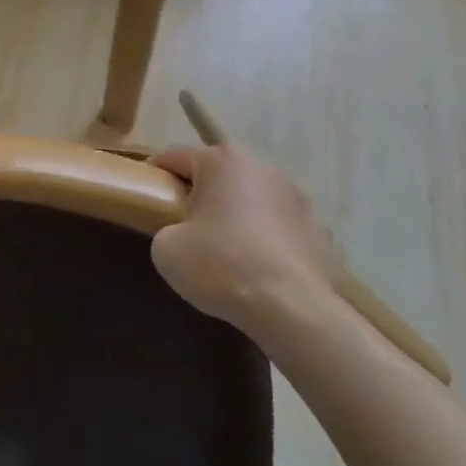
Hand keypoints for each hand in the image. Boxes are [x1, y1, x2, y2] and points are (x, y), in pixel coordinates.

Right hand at [149, 143, 342, 331]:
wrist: (294, 310)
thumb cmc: (222, 266)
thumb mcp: (166, 248)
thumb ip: (165, 227)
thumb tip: (180, 231)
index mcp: (221, 161)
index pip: (175, 156)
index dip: (156, 174)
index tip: (146, 197)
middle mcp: (261, 167)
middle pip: (218, 173)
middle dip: (200, 192)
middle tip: (183, 223)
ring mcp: (296, 198)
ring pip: (252, 197)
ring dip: (237, 213)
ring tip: (225, 248)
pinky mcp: (319, 230)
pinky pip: (280, 227)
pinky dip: (266, 238)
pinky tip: (258, 268)